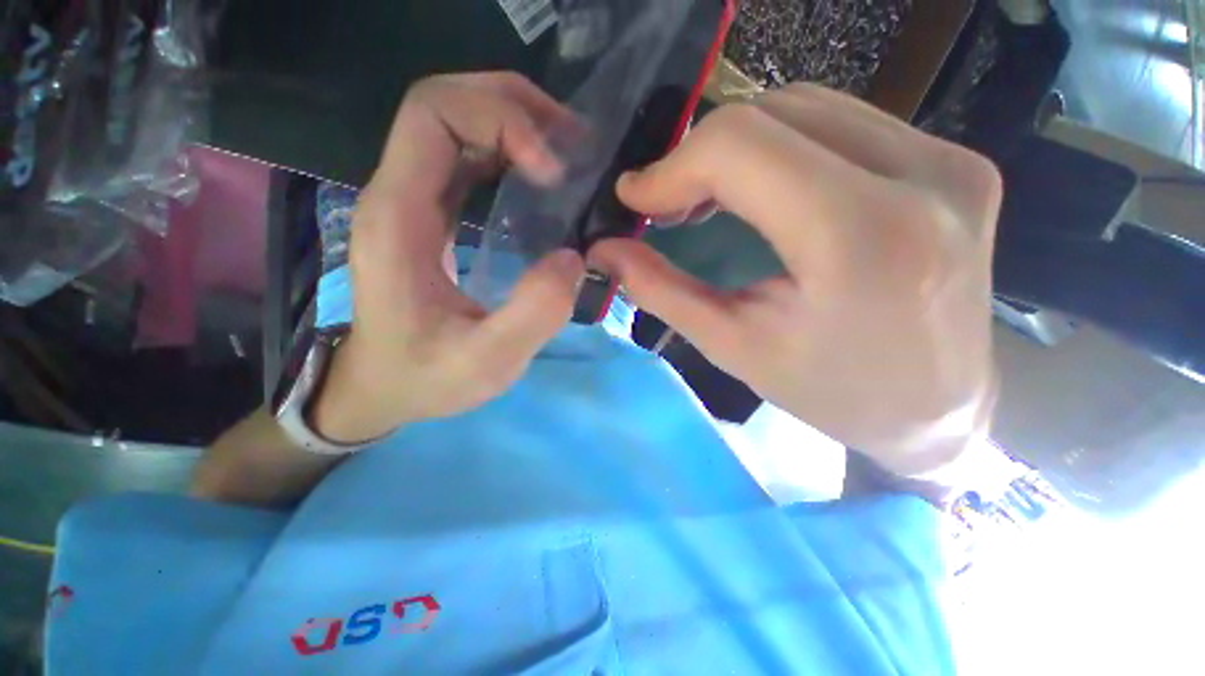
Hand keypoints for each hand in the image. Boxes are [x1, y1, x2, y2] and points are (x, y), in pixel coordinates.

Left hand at [312, 73, 585, 443]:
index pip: (433, 115)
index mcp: (399, 216)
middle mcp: (399, 193)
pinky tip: (543, 177)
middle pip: (445, 104)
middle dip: (514, 107)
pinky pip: (467, 160)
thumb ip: (533, 314)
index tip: (551, 171)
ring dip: (515, 123)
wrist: (384, 386)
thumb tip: (574, 258)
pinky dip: (510, 152)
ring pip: (457, 124)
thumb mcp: (485, 362)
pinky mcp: (432, 216)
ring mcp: (414, 202)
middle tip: (573, 144)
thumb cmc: (426, 378)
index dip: (499, 120)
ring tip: (568, 153)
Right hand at [591, 84, 1000, 476]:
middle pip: (773, 115)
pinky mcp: (958, 159)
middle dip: (699, 155)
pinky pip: (844, 123)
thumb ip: (662, 290)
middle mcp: (922, 179)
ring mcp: (948, 160)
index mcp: (862, 239)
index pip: (742, 148)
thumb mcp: (734, 347)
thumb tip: (604, 250)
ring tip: (706, 195)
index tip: (637, 198)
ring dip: (739, 146)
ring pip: (808, 107)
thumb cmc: (832, 393)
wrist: (937, 409)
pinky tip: (762, 186)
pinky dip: (782, 145)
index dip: (674, 165)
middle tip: (668, 203)